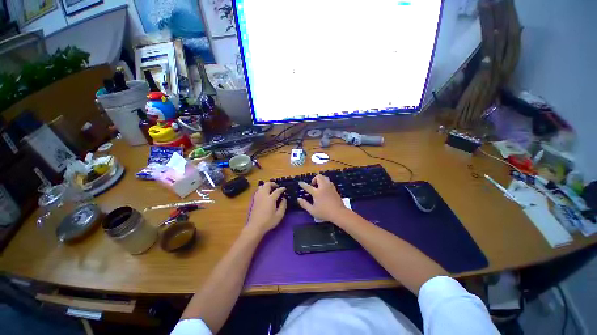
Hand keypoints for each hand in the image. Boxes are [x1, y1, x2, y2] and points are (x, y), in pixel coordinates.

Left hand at [246, 182, 286, 235]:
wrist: (255, 226)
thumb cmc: (269, 221)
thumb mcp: (279, 215)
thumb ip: (283, 205)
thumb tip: (284, 198)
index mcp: (271, 199)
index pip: (277, 190)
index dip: (282, 189)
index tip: (284, 189)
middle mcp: (263, 195)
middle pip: (267, 184)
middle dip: (273, 184)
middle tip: (277, 187)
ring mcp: (258, 197)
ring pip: (261, 186)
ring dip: (266, 186)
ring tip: (271, 189)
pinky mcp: (254, 200)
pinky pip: (258, 190)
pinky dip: (262, 189)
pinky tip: (265, 194)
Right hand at [298, 175, 349, 222]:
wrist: (339, 213)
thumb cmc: (324, 213)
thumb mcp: (312, 211)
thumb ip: (304, 204)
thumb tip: (298, 199)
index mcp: (317, 192)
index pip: (308, 186)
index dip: (303, 184)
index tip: (300, 183)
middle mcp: (323, 187)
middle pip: (319, 177)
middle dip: (314, 179)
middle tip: (313, 185)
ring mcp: (330, 187)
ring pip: (325, 177)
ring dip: (320, 179)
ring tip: (319, 186)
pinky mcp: (334, 189)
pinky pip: (329, 181)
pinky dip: (325, 182)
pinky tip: (325, 189)